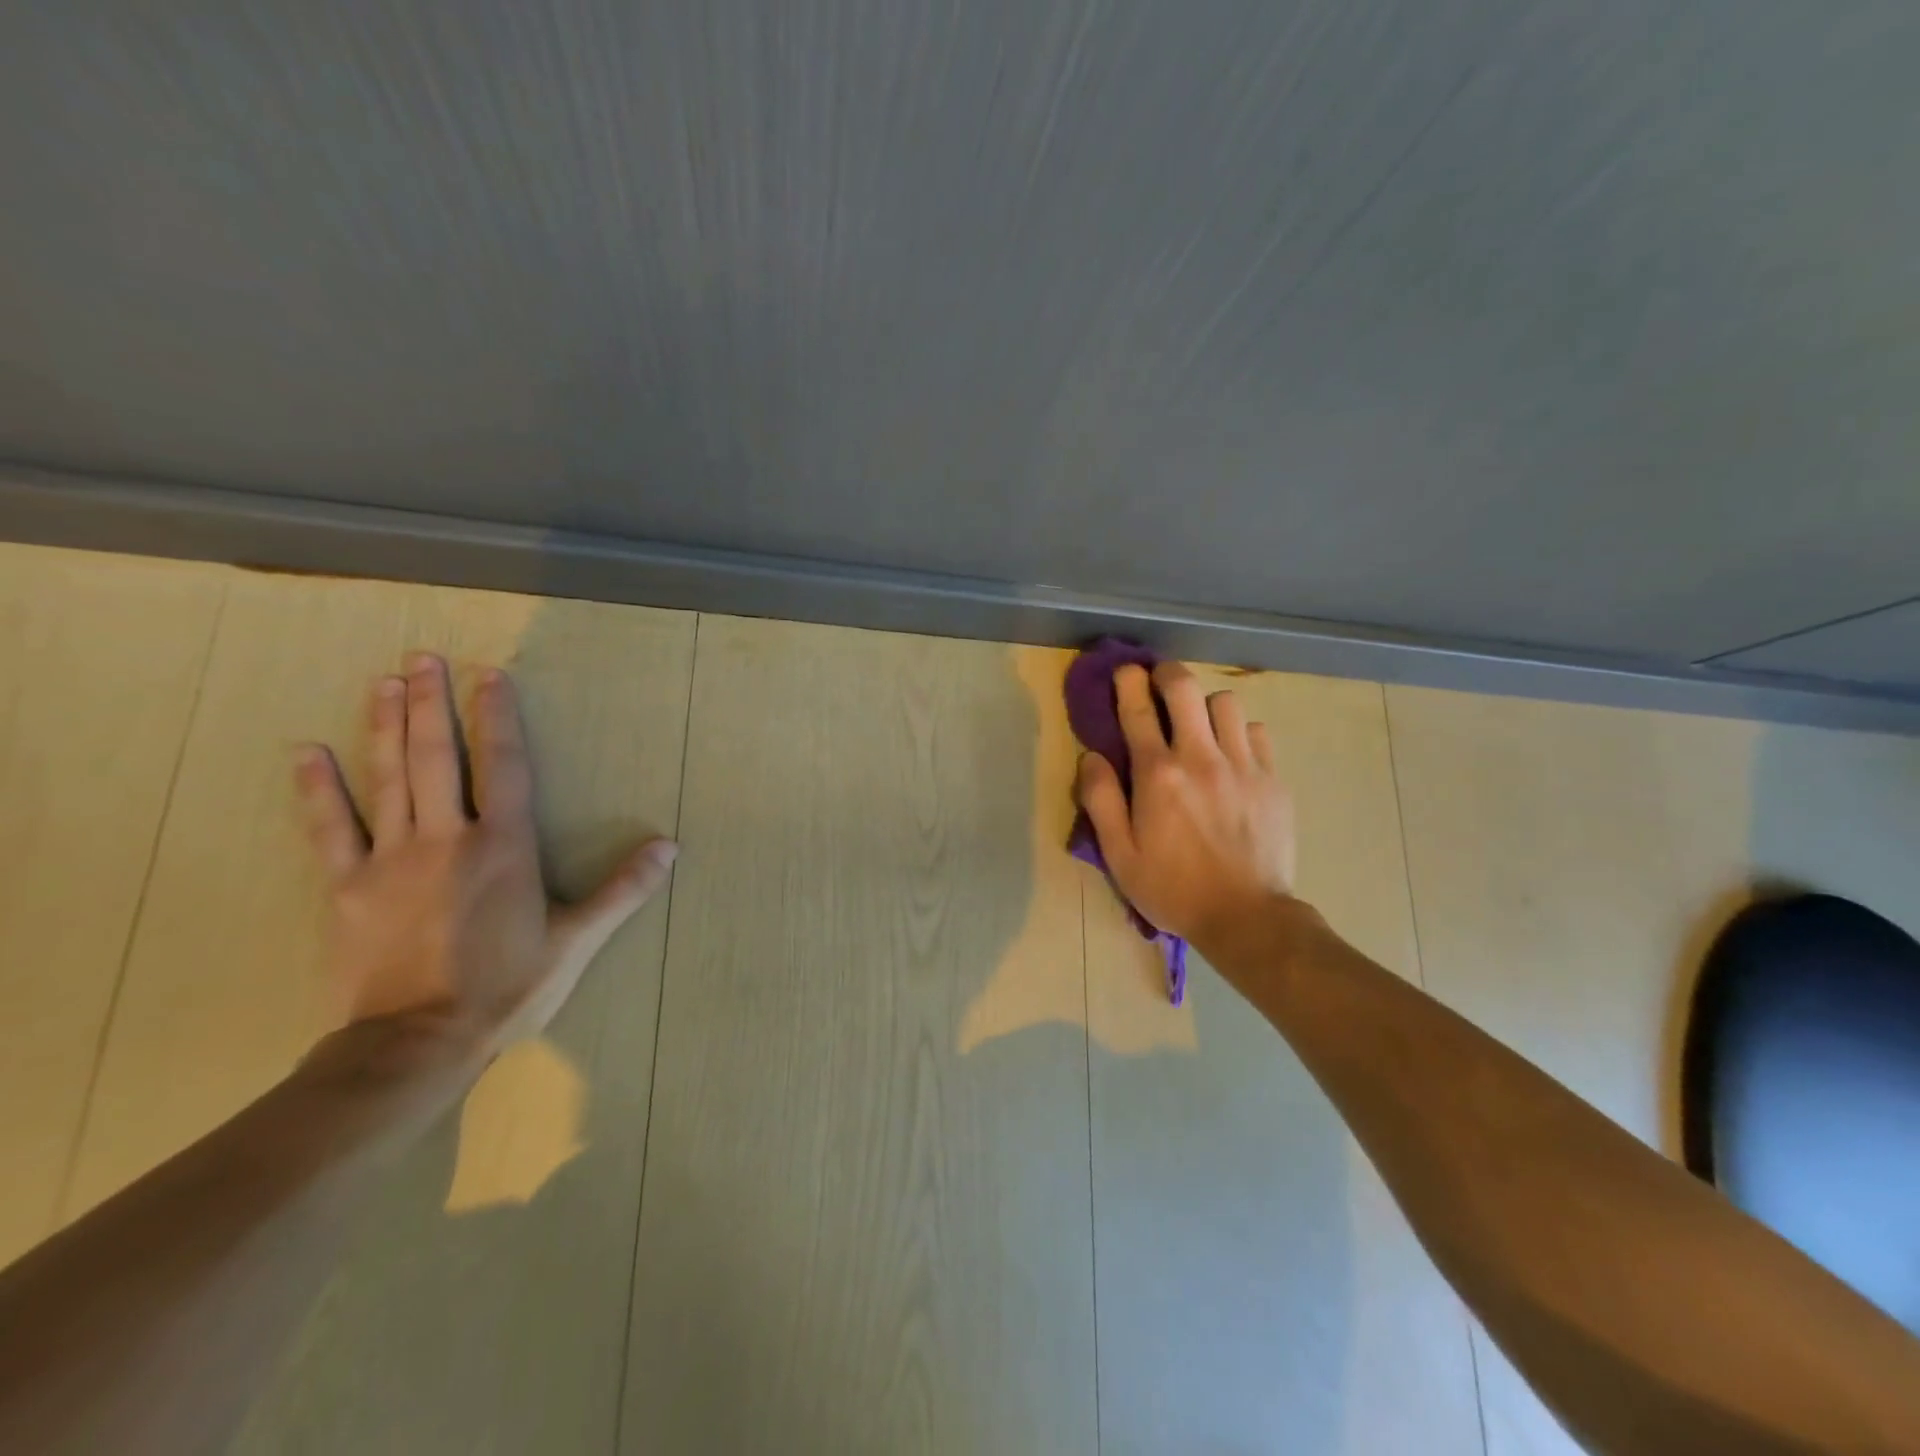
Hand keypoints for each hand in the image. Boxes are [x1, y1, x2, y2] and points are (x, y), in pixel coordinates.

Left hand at [293, 652, 676, 1052]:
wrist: (416, 1044)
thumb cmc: (507, 987)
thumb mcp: (577, 940)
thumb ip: (623, 889)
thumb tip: (670, 846)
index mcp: (504, 847)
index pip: (505, 767)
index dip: (498, 718)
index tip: (490, 676)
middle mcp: (447, 839)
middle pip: (438, 758)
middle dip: (432, 704)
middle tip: (424, 658)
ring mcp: (389, 860)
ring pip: (388, 779)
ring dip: (387, 726)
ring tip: (385, 682)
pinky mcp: (347, 887)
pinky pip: (329, 829)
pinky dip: (318, 789)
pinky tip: (306, 751)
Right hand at [1075, 660, 1296, 950]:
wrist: (1246, 917)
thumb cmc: (1172, 888)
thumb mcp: (1119, 854)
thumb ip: (1101, 800)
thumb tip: (1092, 756)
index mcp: (1158, 776)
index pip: (1138, 710)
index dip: (1128, 683)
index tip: (1125, 671)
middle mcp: (1200, 758)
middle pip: (1185, 688)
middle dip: (1167, 674)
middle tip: (1159, 681)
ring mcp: (1243, 765)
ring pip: (1225, 702)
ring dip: (1204, 705)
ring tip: (1198, 725)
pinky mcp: (1273, 779)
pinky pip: (1256, 731)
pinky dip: (1238, 731)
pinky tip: (1231, 753)